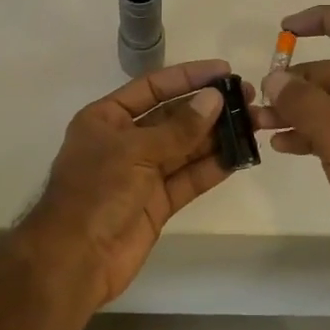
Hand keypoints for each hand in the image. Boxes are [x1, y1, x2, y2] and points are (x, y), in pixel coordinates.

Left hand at [17, 59, 246, 308]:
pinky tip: (239, 156)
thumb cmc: (96, 191)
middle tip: (249, 98)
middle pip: (173, 117)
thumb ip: (178, 128)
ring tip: (253, 124)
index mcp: (107, 118)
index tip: (224, 70)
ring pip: (185, 148)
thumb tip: (215, 99)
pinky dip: (212, 168)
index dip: (188, 77)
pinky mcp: (157, 203)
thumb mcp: (134, 151)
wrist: (75, 259)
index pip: (152, 87)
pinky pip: (188, 179)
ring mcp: (142, 173)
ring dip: (217, 136)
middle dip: (209, 108)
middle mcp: (125, 141)